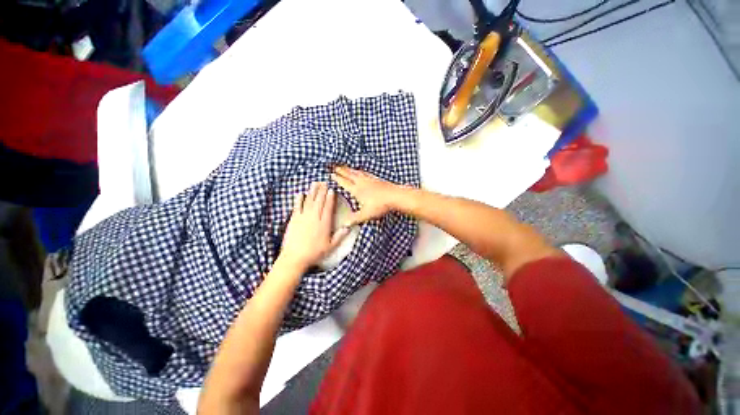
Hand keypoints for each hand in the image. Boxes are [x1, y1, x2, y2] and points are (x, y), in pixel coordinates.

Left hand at [279, 182, 348, 270]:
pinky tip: (300, 193)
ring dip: (312, 192)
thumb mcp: (331, 246)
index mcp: (324, 224)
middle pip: (319, 201)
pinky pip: (296, 207)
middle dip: (322, 191)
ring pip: (309, 201)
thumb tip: (349, 227)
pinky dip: (298, 199)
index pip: (328, 207)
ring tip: (315, 184)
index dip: (330, 198)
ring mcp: (303, 217)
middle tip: (324, 182)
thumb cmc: (314, 253)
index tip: (331, 190)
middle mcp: (314, 218)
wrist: (295, 257)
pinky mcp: (293, 219)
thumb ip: (340, 236)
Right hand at [331, 166, 403, 225]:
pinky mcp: (376, 179)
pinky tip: (362, 172)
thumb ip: (355, 219)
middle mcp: (362, 183)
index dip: (337, 178)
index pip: (344, 183)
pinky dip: (361, 171)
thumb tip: (345, 224)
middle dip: (341, 170)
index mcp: (357, 190)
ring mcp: (370, 179)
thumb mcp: (366, 214)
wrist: (395, 196)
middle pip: (349, 175)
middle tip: (335, 166)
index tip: (331, 174)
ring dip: (350, 169)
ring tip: (346, 167)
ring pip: (357, 172)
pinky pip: (366, 173)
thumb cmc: (380, 205)